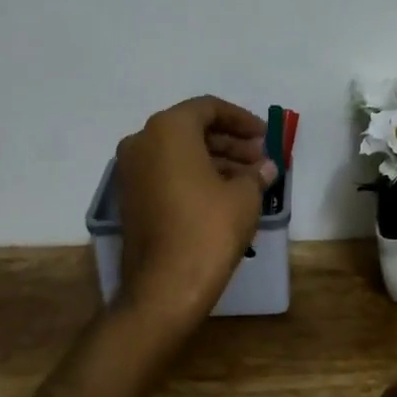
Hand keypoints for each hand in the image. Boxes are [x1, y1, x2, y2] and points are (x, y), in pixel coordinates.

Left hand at [115, 96, 275, 331]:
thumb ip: (256, 173)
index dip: (241, 120)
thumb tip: (266, 167)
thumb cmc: (208, 229)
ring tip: (250, 179)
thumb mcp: (244, 196)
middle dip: (230, 142)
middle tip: (261, 159)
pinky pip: (167, 174)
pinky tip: (225, 194)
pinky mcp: (131, 199)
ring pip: (179, 153)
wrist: (164, 288)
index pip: (208, 108)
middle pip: (192, 129)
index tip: (265, 136)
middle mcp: (142, 142)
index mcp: (168, 130)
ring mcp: (131, 172)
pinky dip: (195, 176)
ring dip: (216, 160)